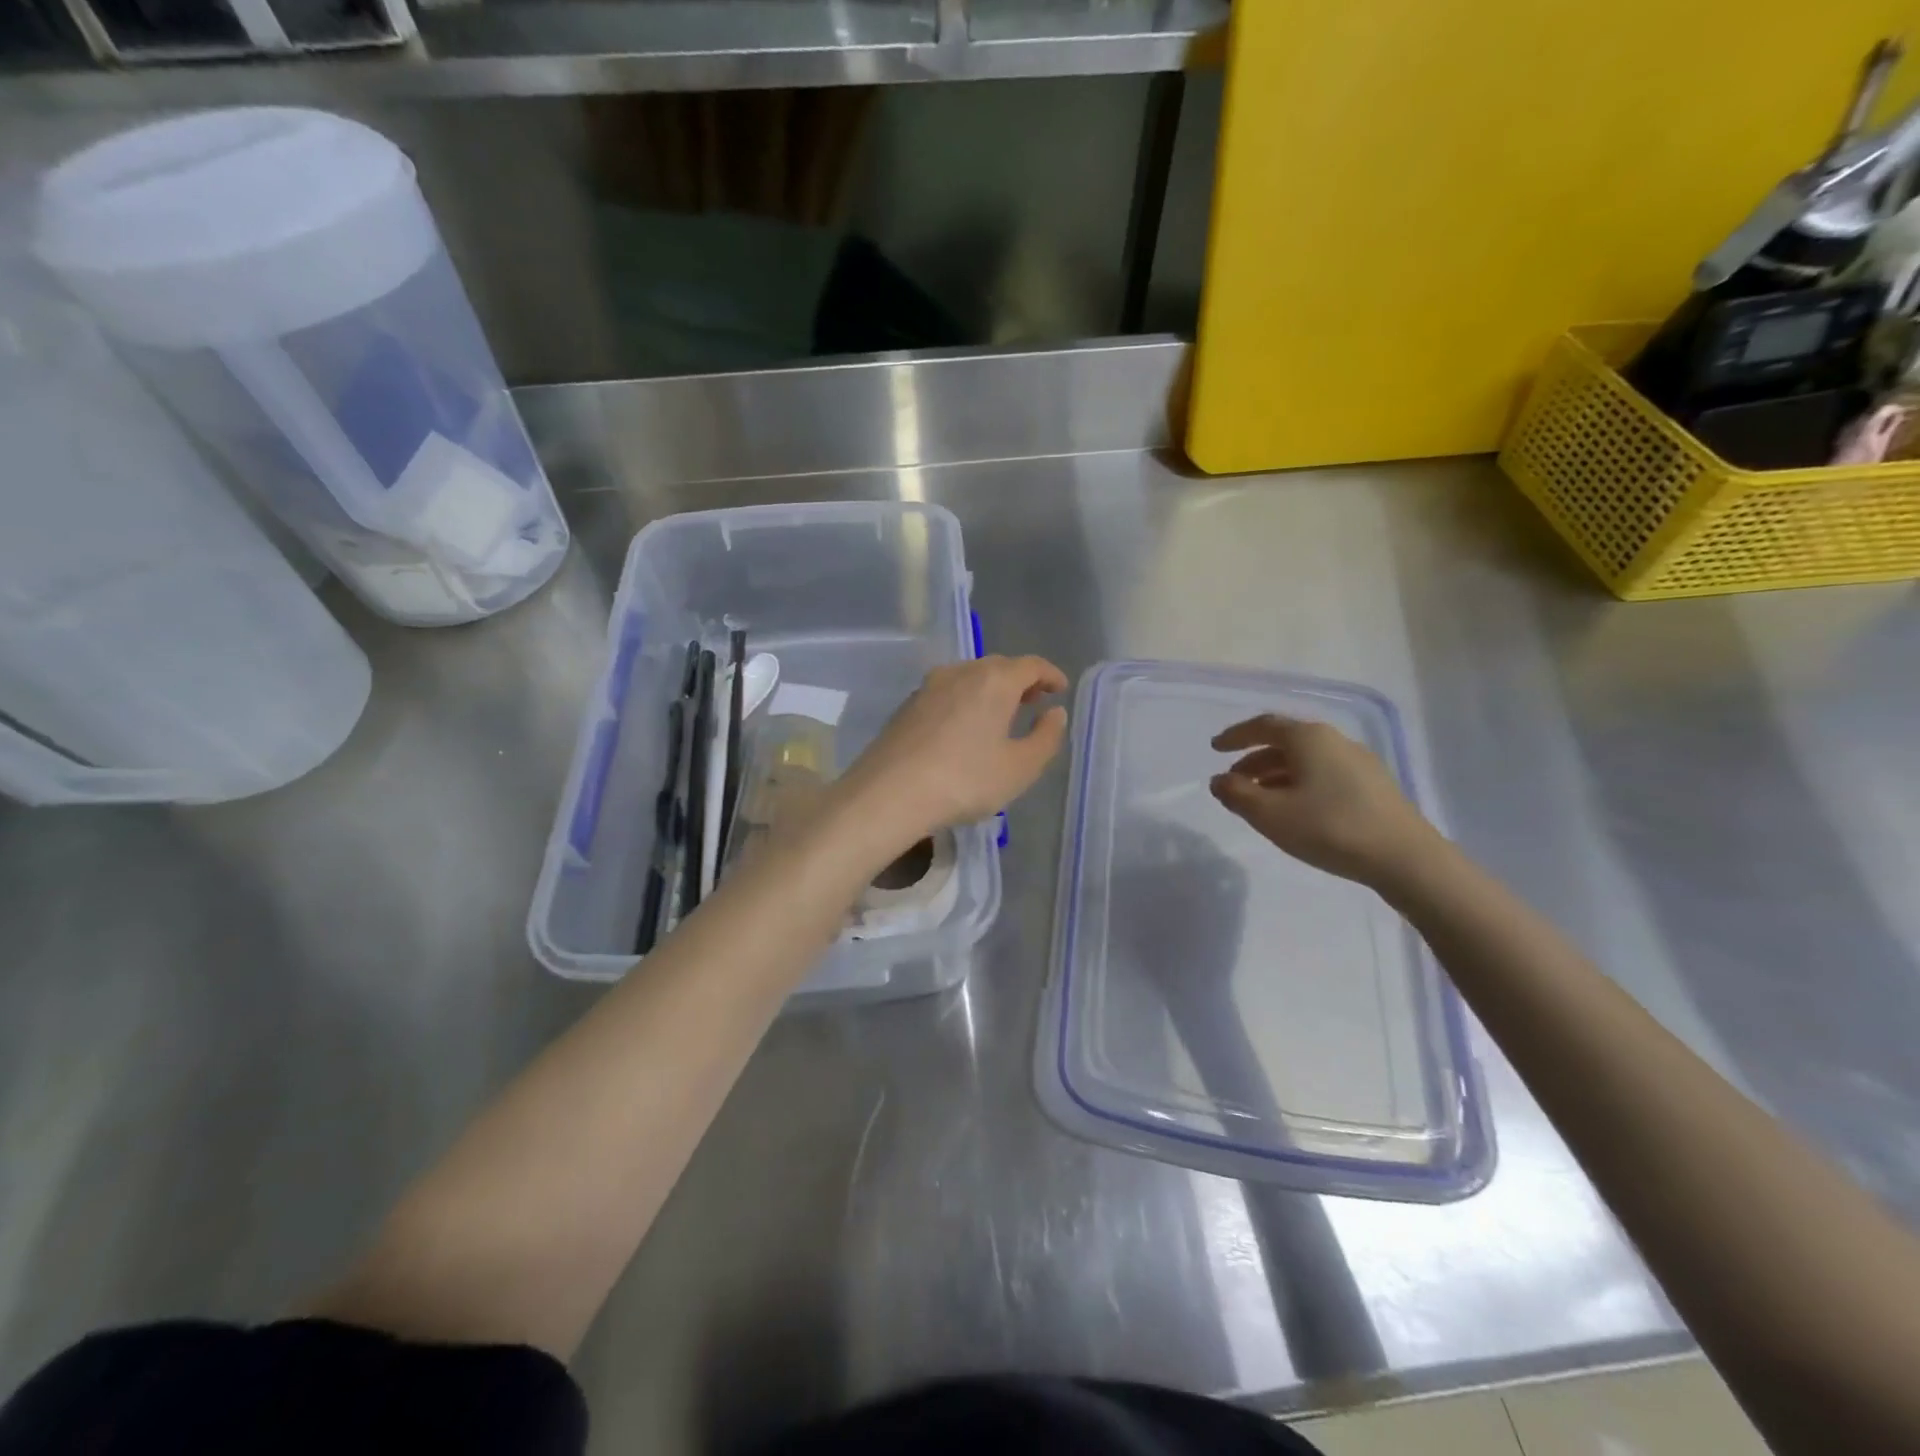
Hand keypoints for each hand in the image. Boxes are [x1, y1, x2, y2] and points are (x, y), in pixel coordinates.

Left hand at [833, 655, 1068, 855]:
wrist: (889, 793)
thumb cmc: (965, 780)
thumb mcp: (1020, 768)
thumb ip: (1046, 737)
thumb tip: (1055, 712)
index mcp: (994, 680)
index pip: (1031, 665)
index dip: (1050, 675)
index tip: (1060, 689)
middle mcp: (961, 672)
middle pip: (998, 667)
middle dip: (1020, 681)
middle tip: (1034, 702)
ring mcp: (929, 686)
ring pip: (969, 678)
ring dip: (990, 691)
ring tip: (1001, 716)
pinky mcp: (907, 706)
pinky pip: (947, 694)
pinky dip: (965, 702)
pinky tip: (965, 729)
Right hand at [1209, 714, 1444, 887]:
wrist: (1405, 858)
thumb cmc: (1329, 827)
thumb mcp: (1270, 814)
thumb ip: (1237, 794)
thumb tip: (1219, 780)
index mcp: (1308, 738)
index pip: (1263, 726)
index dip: (1236, 736)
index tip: (1215, 748)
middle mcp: (1334, 740)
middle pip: (1285, 742)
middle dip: (1254, 759)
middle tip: (1233, 780)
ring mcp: (1358, 762)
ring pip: (1306, 760)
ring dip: (1276, 775)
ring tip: (1260, 800)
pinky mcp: (1374, 786)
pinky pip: (1324, 774)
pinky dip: (1299, 784)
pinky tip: (1296, 810)